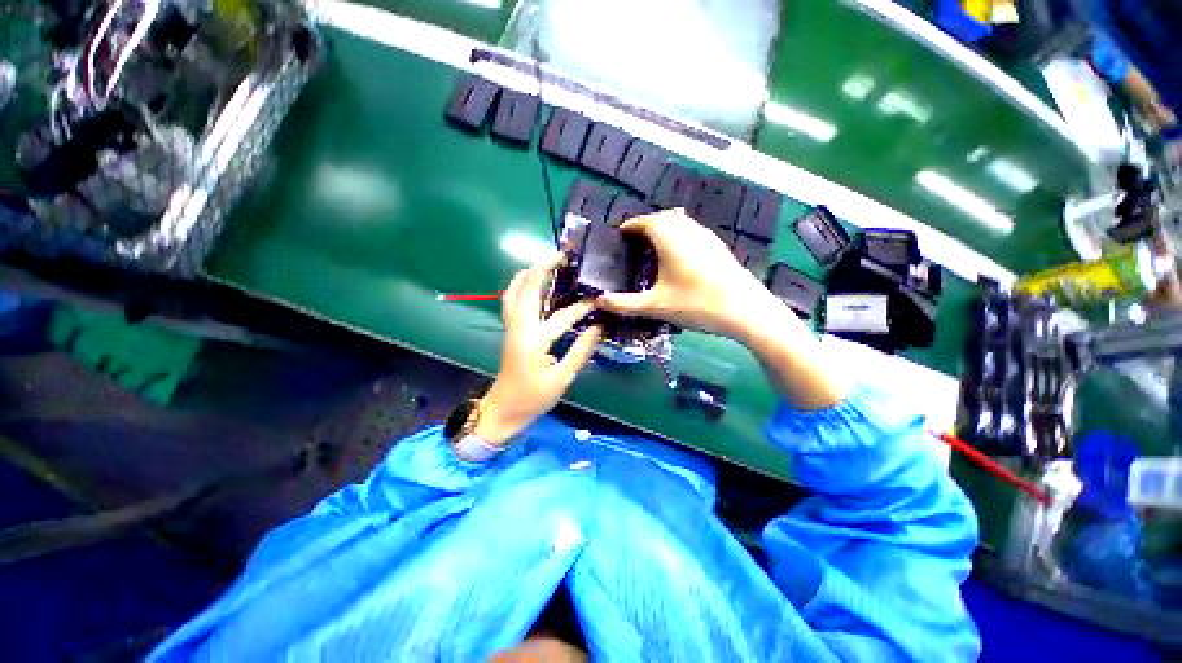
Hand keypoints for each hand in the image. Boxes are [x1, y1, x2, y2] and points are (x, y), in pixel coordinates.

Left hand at [476, 255, 601, 445]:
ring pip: (514, 291)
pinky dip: (520, 287)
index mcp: (534, 340)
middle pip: (527, 289)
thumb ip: (581, 351)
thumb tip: (598, 328)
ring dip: (529, 274)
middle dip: (543, 268)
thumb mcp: (562, 378)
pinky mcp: (510, 330)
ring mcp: (511, 327)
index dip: (582, 307)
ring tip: (547, 263)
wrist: (503, 410)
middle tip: (563, 256)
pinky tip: (531, 284)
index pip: (561, 316)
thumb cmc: (533, 398)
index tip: (598, 301)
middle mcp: (519, 327)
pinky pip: (511, 301)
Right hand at [599, 208, 848, 408]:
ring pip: (680, 222)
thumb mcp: (655, 306)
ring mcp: (706, 236)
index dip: (630, 225)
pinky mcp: (718, 246)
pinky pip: (692, 231)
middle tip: (635, 243)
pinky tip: (679, 258)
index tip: (620, 234)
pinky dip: (679, 236)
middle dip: (646, 225)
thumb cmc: (696, 304)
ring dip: (665, 228)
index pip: (644, 221)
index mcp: (669, 238)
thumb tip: (598, 301)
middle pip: (662, 217)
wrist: (745, 310)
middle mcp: (688, 230)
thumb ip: (624, 304)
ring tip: (654, 248)